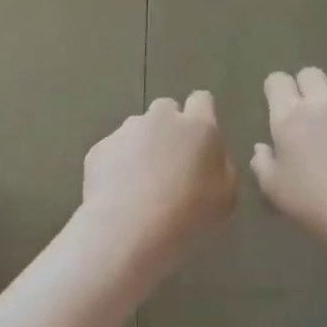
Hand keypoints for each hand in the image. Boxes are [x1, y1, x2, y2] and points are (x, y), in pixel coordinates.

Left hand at [81, 91, 236, 262]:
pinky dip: (116, 165)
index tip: (199, 138)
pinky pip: (112, 151)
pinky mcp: (99, 148)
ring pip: (136, 129)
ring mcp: (126, 131)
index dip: (201, 115)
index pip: (202, 100)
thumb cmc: (189, 212)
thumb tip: (212, 158)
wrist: (131, 226)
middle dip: (168, 128)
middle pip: (166, 109)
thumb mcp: (226, 195)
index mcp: (198, 126)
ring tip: (140, 183)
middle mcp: (161, 119)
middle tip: (170, 162)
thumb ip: (221, 167)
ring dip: (141, 146)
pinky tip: (119, 192)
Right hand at [253, 69, 326, 250]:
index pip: (277, 80)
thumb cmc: (315, 202)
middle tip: (306, 114)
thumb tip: (262, 148)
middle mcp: (323, 101)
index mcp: (290, 115)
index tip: (277, 108)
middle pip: (310, 74)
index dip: (275, 91)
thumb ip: (262, 163)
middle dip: (305, 88)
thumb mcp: (274, 190)